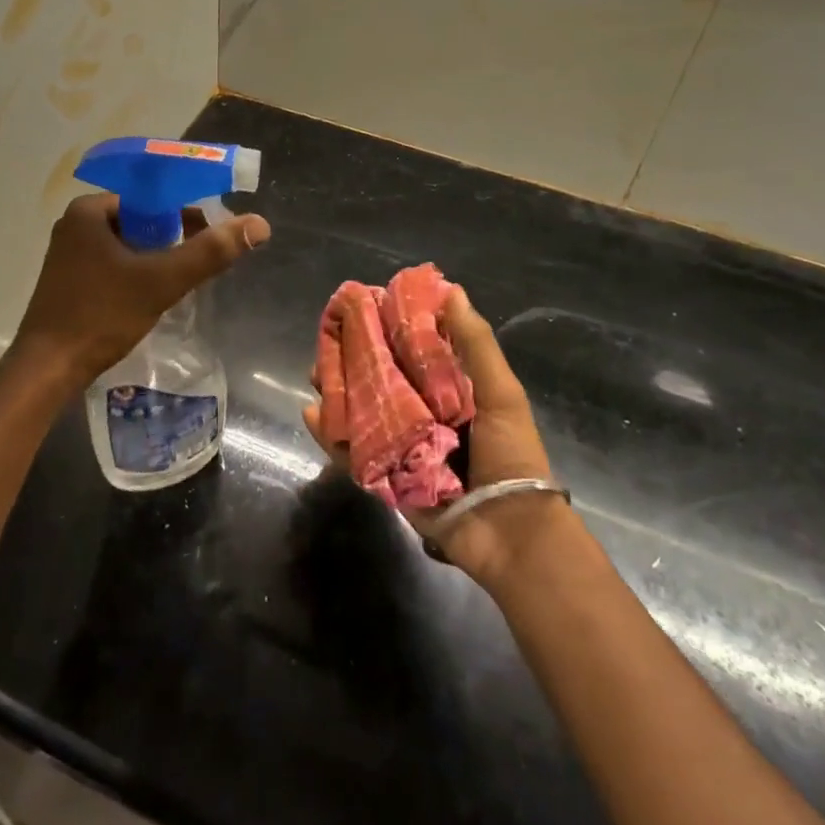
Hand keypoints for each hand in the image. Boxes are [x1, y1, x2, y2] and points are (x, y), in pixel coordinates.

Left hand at [15, 193, 270, 384]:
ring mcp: (69, 253)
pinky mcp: (69, 280)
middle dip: (174, 237)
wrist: (48, 369)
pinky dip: (137, 272)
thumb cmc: (101, 316)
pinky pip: (113, 263)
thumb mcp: (161, 281)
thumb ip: (210, 252)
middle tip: (203, 260)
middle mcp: (75, 224)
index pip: (151, 197)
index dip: (187, 212)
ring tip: (184, 279)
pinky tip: (154, 294)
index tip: (213, 233)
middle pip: (140, 220)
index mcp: (89, 210)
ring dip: (157, 257)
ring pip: (128, 244)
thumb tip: (259, 224)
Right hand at [302, 286, 560, 586]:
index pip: (409, 350)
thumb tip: (452, 291)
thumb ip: (475, 344)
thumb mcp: (501, 393)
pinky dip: (329, 434)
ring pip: (359, 411)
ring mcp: (399, 445)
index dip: (386, 328)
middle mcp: (419, 412)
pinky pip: (351, 452)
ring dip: (336, 391)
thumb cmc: (510, 455)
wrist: (510, 534)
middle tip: (329, 340)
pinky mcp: (384, 476)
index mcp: (447, 390)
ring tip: (316, 373)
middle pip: (377, 378)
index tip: (362, 306)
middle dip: (351, 359)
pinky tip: (313, 413)